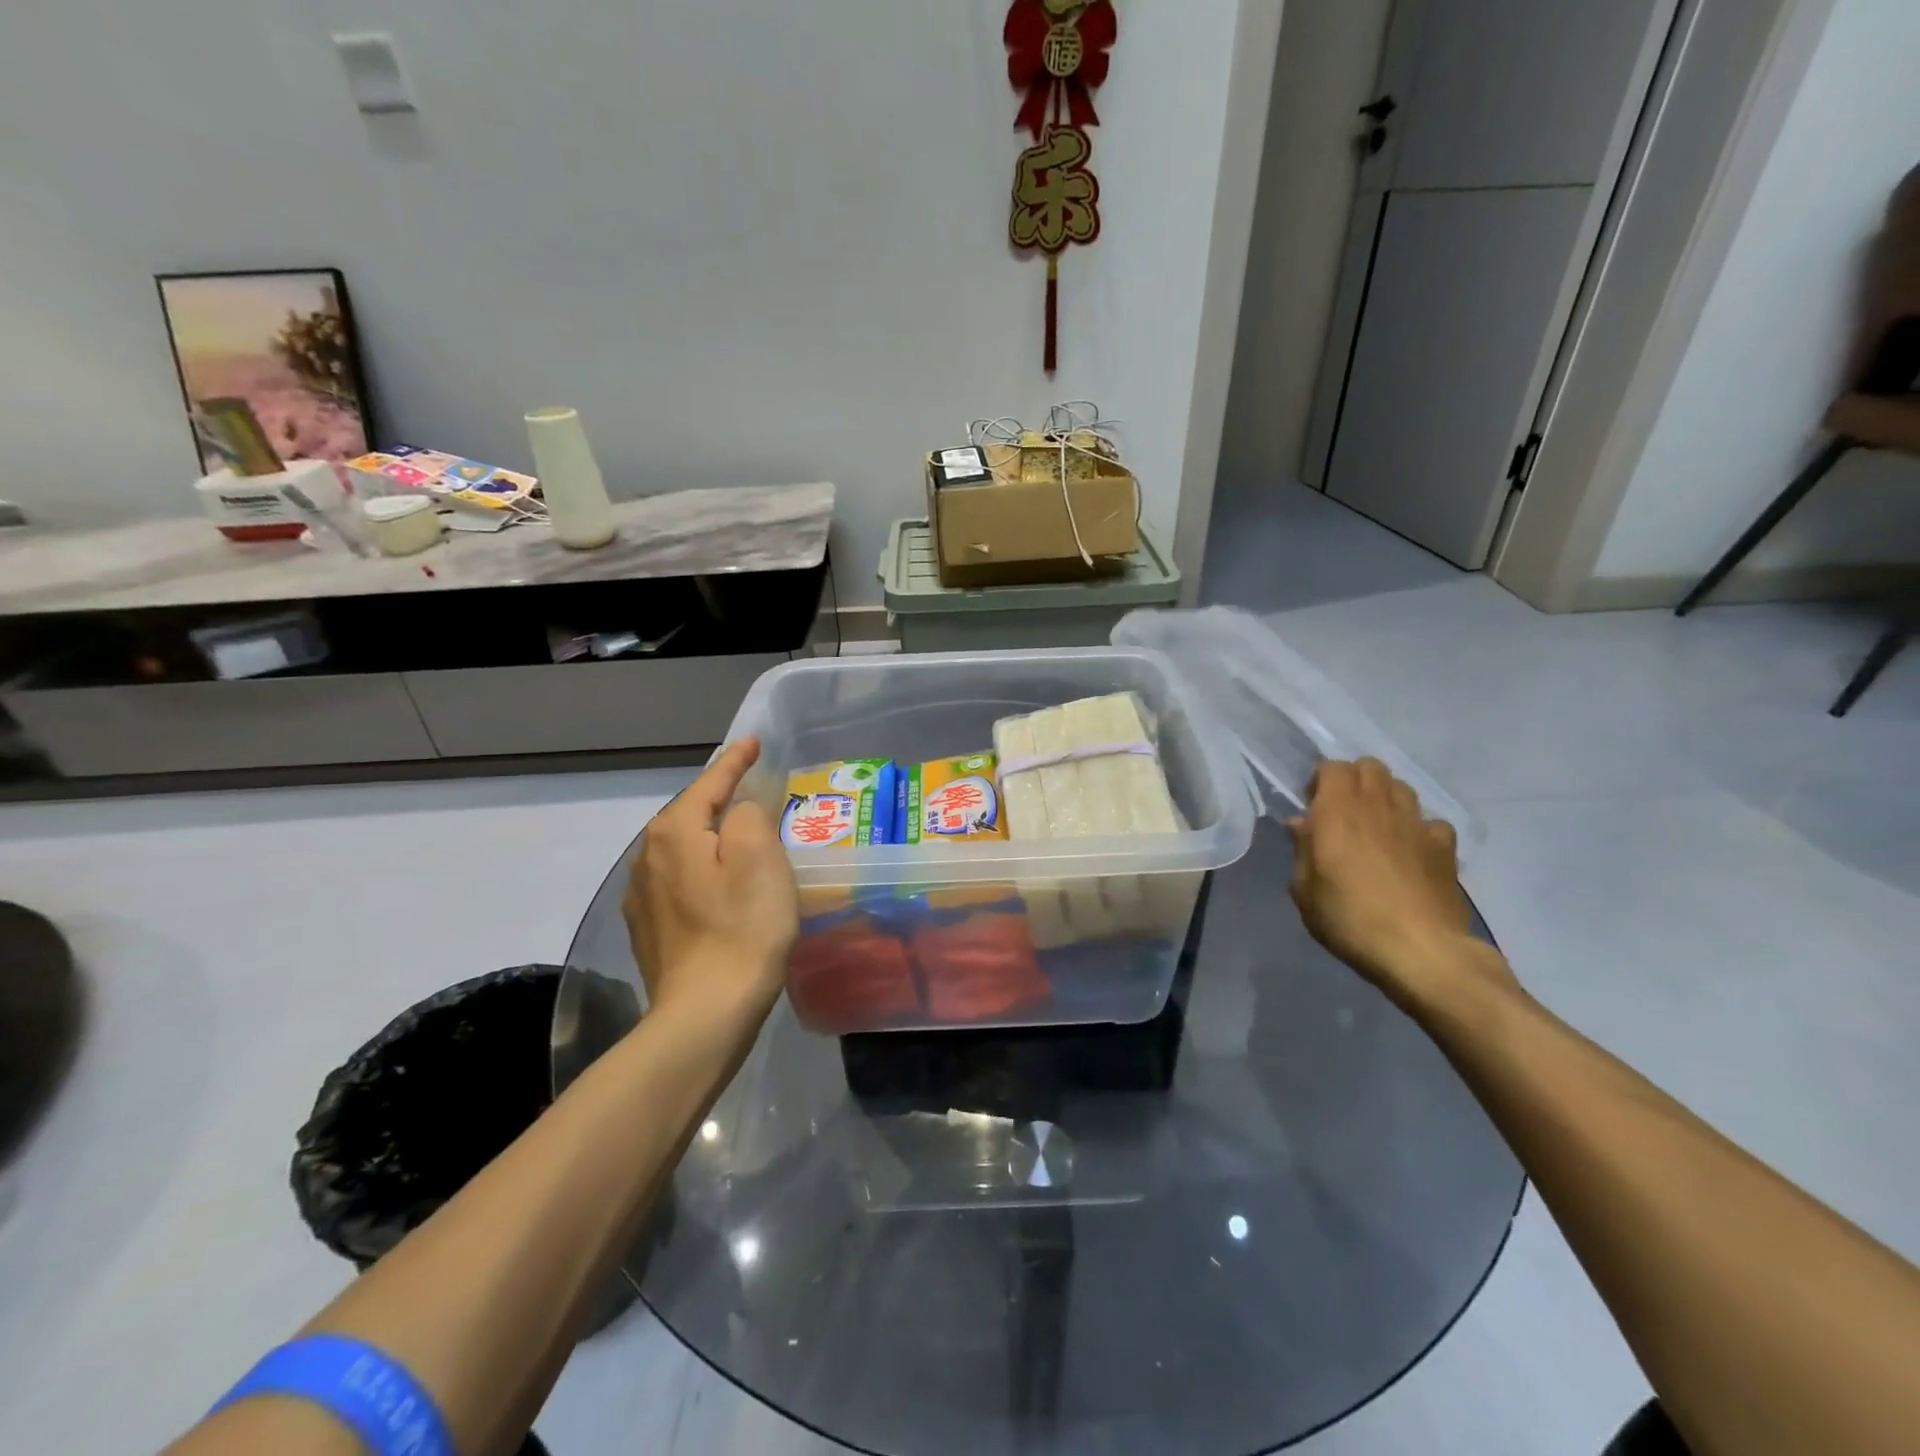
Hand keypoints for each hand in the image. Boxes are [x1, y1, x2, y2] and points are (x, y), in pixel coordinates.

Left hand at [623, 737, 798, 1024]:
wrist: (705, 1013)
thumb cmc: (742, 927)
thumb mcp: (759, 856)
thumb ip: (749, 813)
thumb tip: (739, 811)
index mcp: (673, 832)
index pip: (709, 782)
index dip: (735, 761)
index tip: (754, 742)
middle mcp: (647, 857)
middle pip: (691, 814)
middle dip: (722, 799)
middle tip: (756, 791)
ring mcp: (642, 897)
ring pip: (684, 850)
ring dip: (712, 838)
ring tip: (742, 837)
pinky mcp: (649, 929)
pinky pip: (681, 881)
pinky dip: (704, 872)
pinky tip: (721, 886)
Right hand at [1289, 759, 1512, 1012]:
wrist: (1419, 950)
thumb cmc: (1349, 918)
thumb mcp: (1305, 890)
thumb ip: (1302, 849)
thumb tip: (1302, 824)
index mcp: (1338, 811)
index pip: (1332, 767)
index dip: (1321, 780)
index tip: (1312, 806)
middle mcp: (1378, 806)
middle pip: (1370, 766)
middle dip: (1354, 779)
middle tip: (1342, 811)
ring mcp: (1416, 824)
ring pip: (1401, 787)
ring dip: (1386, 797)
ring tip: (1376, 826)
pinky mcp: (1444, 847)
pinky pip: (1431, 822)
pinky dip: (1419, 828)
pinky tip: (1412, 850)